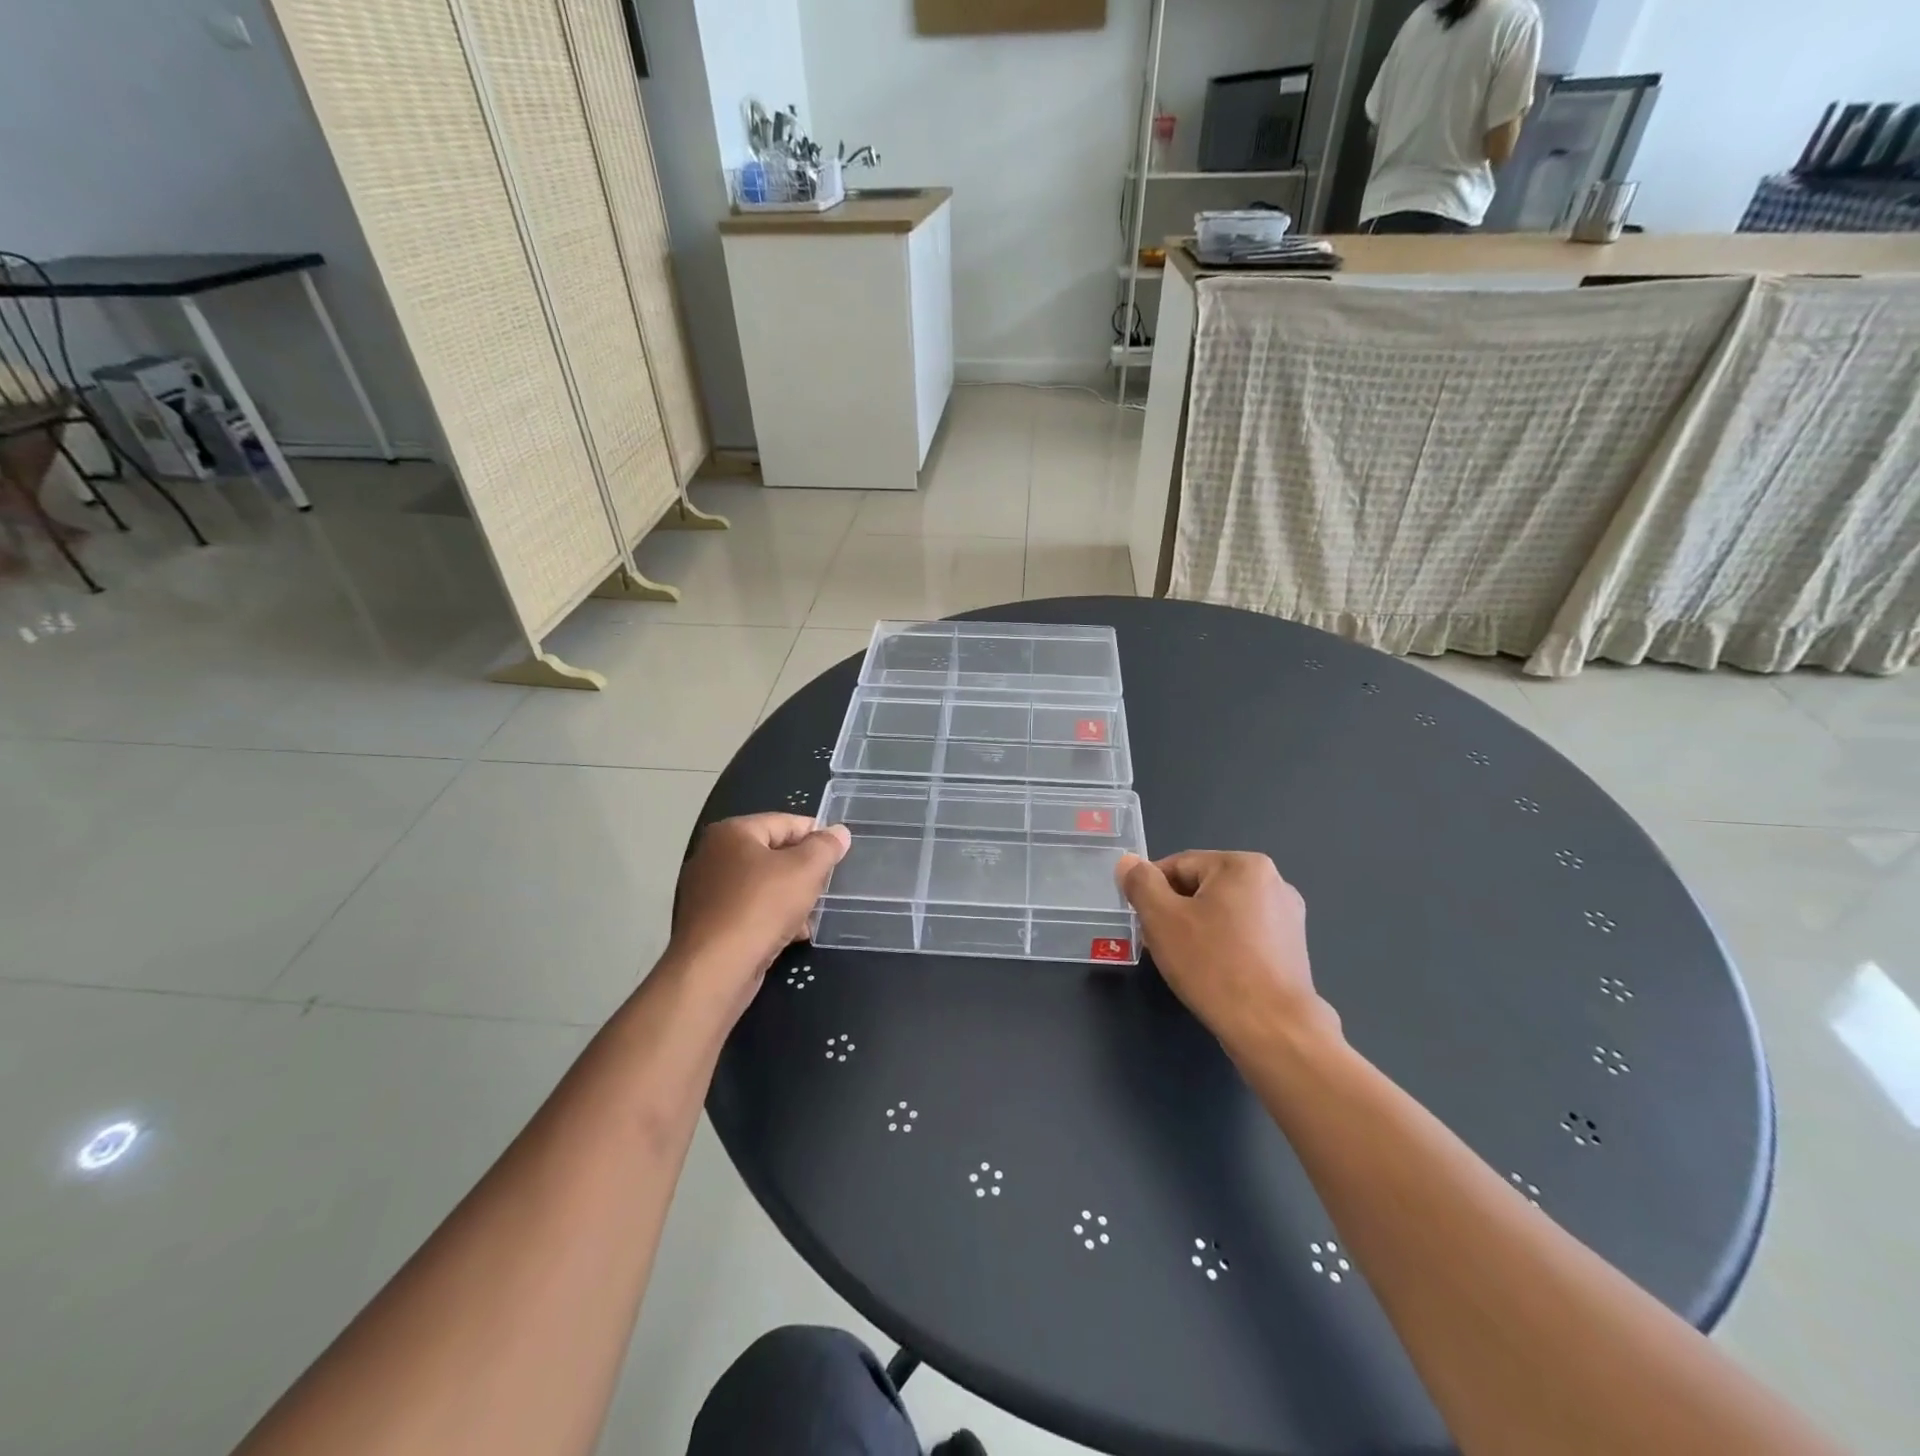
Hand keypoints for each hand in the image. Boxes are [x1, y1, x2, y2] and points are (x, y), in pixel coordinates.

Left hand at [672, 814, 850, 1000]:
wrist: (715, 970)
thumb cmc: (761, 907)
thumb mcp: (805, 871)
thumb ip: (825, 847)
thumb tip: (839, 832)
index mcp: (732, 832)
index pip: (784, 822)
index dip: (816, 834)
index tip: (839, 853)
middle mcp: (713, 855)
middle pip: (772, 853)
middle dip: (803, 870)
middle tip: (827, 885)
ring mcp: (707, 891)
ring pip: (762, 884)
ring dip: (791, 896)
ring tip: (814, 913)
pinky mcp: (708, 923)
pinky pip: (749, 910)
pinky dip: (772, 917)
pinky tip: (793, 934)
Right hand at [1116, 851, 1337, 1054]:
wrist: (1272, 1028)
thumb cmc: (1212, 965)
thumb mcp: (1161, 918)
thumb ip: (1140, 883)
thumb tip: (1128, 862)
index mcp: (1243, 865)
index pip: (1178, 865)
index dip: (1151, 891)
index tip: (1142, 921)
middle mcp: (1273, 882)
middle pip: (1202, 887)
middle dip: (1174, 911)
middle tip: (1158, 944)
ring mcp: (1287, 916)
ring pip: (1222, 912)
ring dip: (1196, 929)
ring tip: (1184, 962)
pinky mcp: (1292, 948)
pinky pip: (1243, 934)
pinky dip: (1222, 946)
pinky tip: (1212, 973)